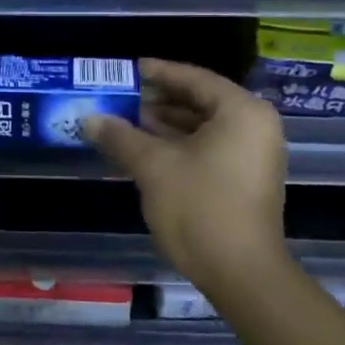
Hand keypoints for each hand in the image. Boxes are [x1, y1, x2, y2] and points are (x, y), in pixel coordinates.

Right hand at [80, 59, 290, 294]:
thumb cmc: (200, 207)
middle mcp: (254, 126)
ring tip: (122, 122)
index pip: (193, 78)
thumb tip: (89, 118)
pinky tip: (143, 150)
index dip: (156, 72)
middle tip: (117, 97)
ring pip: (202, 127)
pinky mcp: (245, 180)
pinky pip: (209, 148)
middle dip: (156, 100)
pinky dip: (178, 145)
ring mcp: (253, 155)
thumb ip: (120, 136)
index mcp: (241, 112)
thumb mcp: (153, 166)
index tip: (125, 70)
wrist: (241, 274)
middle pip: (200, 101)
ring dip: (163, 124)